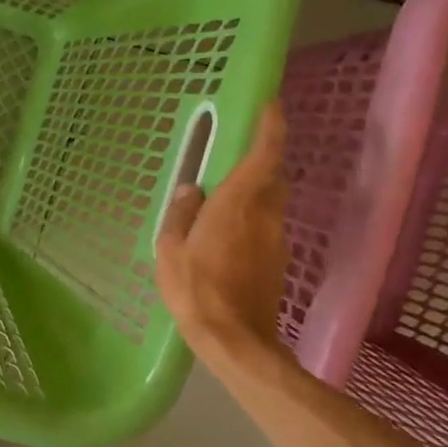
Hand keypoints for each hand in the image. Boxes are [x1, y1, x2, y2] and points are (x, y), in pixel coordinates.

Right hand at [156, 104, 293, 379]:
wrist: (236, 341)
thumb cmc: (196, 289)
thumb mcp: (170, 249)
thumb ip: (181, 213)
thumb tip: (192, 189)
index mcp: (238, 204)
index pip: (265, 155)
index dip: (271, 126)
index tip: (271, 105)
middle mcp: (264, 215)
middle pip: (272, 177)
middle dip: (260, 161)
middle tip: (232, 158)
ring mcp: (275, 240)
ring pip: (270, 203)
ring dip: (253, 193)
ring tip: (220, 202)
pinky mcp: (277, 262)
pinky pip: (265, 226)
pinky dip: (250, 220)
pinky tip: (224, 237)